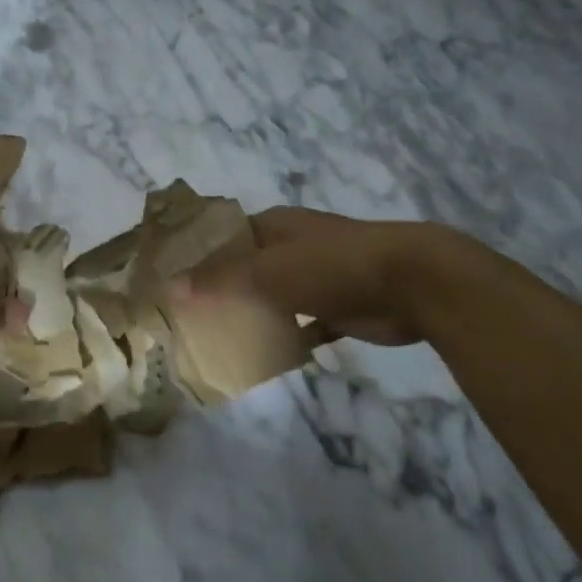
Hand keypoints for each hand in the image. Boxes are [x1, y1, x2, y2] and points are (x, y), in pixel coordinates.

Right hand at [182, 207, 430, 346]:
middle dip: (221, 288)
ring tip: (217, 338)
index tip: (170, 279)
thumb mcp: (268, 270)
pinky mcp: (339, 306)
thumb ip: (220, 279)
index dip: (198, 254)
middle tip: (188, 317)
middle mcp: (293, 246)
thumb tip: (171, 287)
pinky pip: (303, 323)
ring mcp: (318, 275)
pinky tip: (264, 356)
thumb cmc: (332, 265)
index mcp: (274, 225)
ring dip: (252, 313)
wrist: (411, 282)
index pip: (224, 235)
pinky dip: (287, 337)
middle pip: (247, 266)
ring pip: (274, 295)